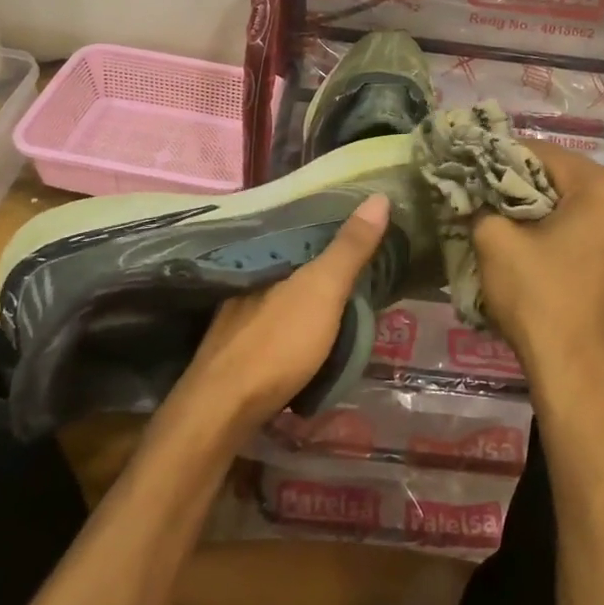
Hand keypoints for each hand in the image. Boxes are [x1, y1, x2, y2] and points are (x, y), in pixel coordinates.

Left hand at [175, 194, 390, 440]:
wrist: (224, 408)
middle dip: (323, 258)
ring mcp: (239, 312)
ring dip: (310, 291)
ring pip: (284, 290)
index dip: (335, 225)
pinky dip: (297, 317)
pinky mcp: (238, 344)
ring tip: (345, 295)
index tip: (366, 225)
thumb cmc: (278, 342)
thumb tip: (379, 196)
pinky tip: (311, 329)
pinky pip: (276, 318)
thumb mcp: (323, 289)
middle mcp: (249, 277)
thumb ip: (349, 247)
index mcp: (268, 256)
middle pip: (294, 259)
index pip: (305, 227)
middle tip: (365, 261)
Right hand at [471, 141, 603, 405]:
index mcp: (603, 188)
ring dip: (536, 210)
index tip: (469, 171)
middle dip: (518, 186)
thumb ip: (480, 204)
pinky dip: (556, 232)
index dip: (499, 158)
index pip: (540, 153)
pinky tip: (529, 249)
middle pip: (560, 177)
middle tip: (480, 199)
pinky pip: (585, 230)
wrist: (580, 377)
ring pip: (572, 205)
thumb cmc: (540, 300)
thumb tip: (470, 192)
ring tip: (499, 224)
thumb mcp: (495, 243)